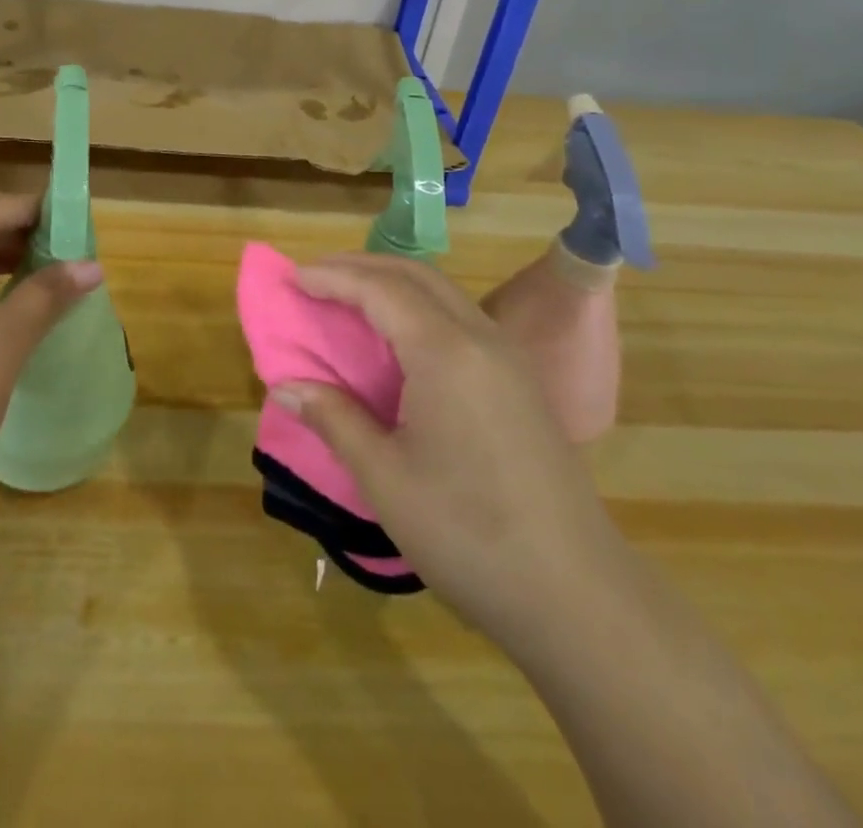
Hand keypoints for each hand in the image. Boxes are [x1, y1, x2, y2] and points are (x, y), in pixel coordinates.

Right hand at [272, 254, 621, 641]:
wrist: (578, 595)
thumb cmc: (468, 534)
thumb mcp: (385, 477)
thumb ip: (334, 419)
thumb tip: (284, 387)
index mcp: (446, 352)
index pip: (380, 290)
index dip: (333, 278)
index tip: (292, 277)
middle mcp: (481, 337)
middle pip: (415, 276)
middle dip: (361, 267)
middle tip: (314, 277)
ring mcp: (508, 357)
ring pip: (443, 293)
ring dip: (392, 283)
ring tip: (348, 298)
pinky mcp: (520, 381)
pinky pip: (461, 318)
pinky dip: (418, 308)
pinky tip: (399, 338)